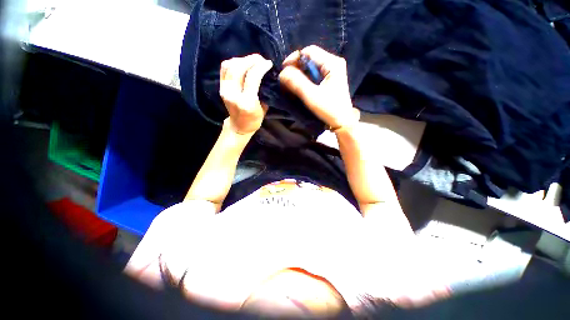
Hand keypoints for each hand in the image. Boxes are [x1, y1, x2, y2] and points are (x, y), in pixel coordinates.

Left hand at [219, 54, 272, 133]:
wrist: (239, 126)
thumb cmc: (254, 120)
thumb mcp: (264, 108)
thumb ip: (264, 91)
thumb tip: (266, 74)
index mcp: (247, 102)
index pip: (252, 77)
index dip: (261, 67)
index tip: (269, 63)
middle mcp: (233, 94)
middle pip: (239, 68)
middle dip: (252, 60)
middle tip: (261, 59)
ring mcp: (225, 90)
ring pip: (230, 65)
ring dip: (243, 59)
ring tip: (252, 60)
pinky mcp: (221, 87)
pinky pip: (225, 68)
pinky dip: (234, 62)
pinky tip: (242, 63)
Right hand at [279, 46, 358, 129]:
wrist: (342, 122)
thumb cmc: (329, 109)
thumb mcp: (311, 96)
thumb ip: (297, 83)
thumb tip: (282, 73)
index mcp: (332, 63)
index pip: (309, 52)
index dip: (294, 59)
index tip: (283, 70)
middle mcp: (333, 63)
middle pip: (310, 59)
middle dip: (296, 68)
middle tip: (286, 79)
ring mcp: (332, 72)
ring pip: (311, 67)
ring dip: (299, 74)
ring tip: (291, 84)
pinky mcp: (329, 80)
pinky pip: (314, 75)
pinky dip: (305, 79)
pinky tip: (300, 87)